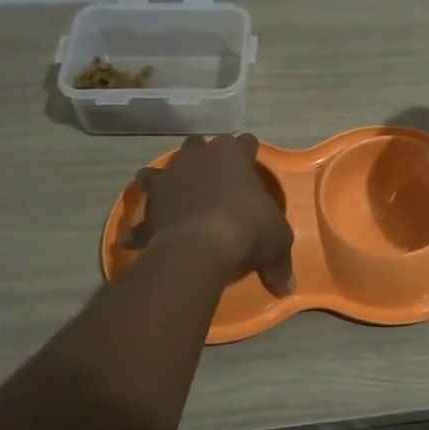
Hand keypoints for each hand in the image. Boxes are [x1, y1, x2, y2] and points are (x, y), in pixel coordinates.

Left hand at [126, 134, 295, 294]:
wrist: (198, 247)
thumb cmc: (246, 229)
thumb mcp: (277, 242)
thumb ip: (280, 261)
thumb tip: (287, 287)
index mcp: (232, 155)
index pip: (244, 142)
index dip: (248, 152)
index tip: (251, 162)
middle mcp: (197, 158)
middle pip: (197, 145)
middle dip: (202, 157)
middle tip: (211, 178)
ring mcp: (168, 179)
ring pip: (157, 171)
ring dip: (164, 182)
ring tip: (171, 198)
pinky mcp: (148, 207)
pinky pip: (141, 218)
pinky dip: (142, 227)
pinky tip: (141, 241)